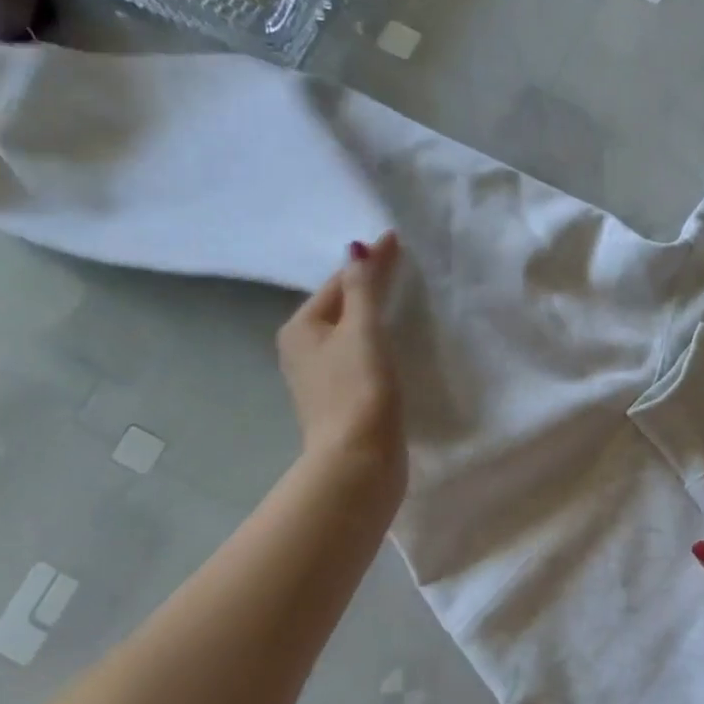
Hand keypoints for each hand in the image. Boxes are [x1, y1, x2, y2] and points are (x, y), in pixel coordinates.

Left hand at [276, 232, 404, 491]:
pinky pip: (357, 361)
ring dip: (372, 319)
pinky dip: (374, 347)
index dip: (369, 263)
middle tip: (402, 268)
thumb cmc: (359, 390)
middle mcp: (301, 351)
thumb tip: (357, 249)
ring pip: (349, 337)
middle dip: (367, 289)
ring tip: (402, 304)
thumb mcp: (363, 331)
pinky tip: (393, 349)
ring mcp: (319, 380)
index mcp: (301, 328)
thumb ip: (363, 288)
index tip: (398, 241)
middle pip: (341, 309)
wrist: (358, 462)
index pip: (338, 284)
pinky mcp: (340, 403)